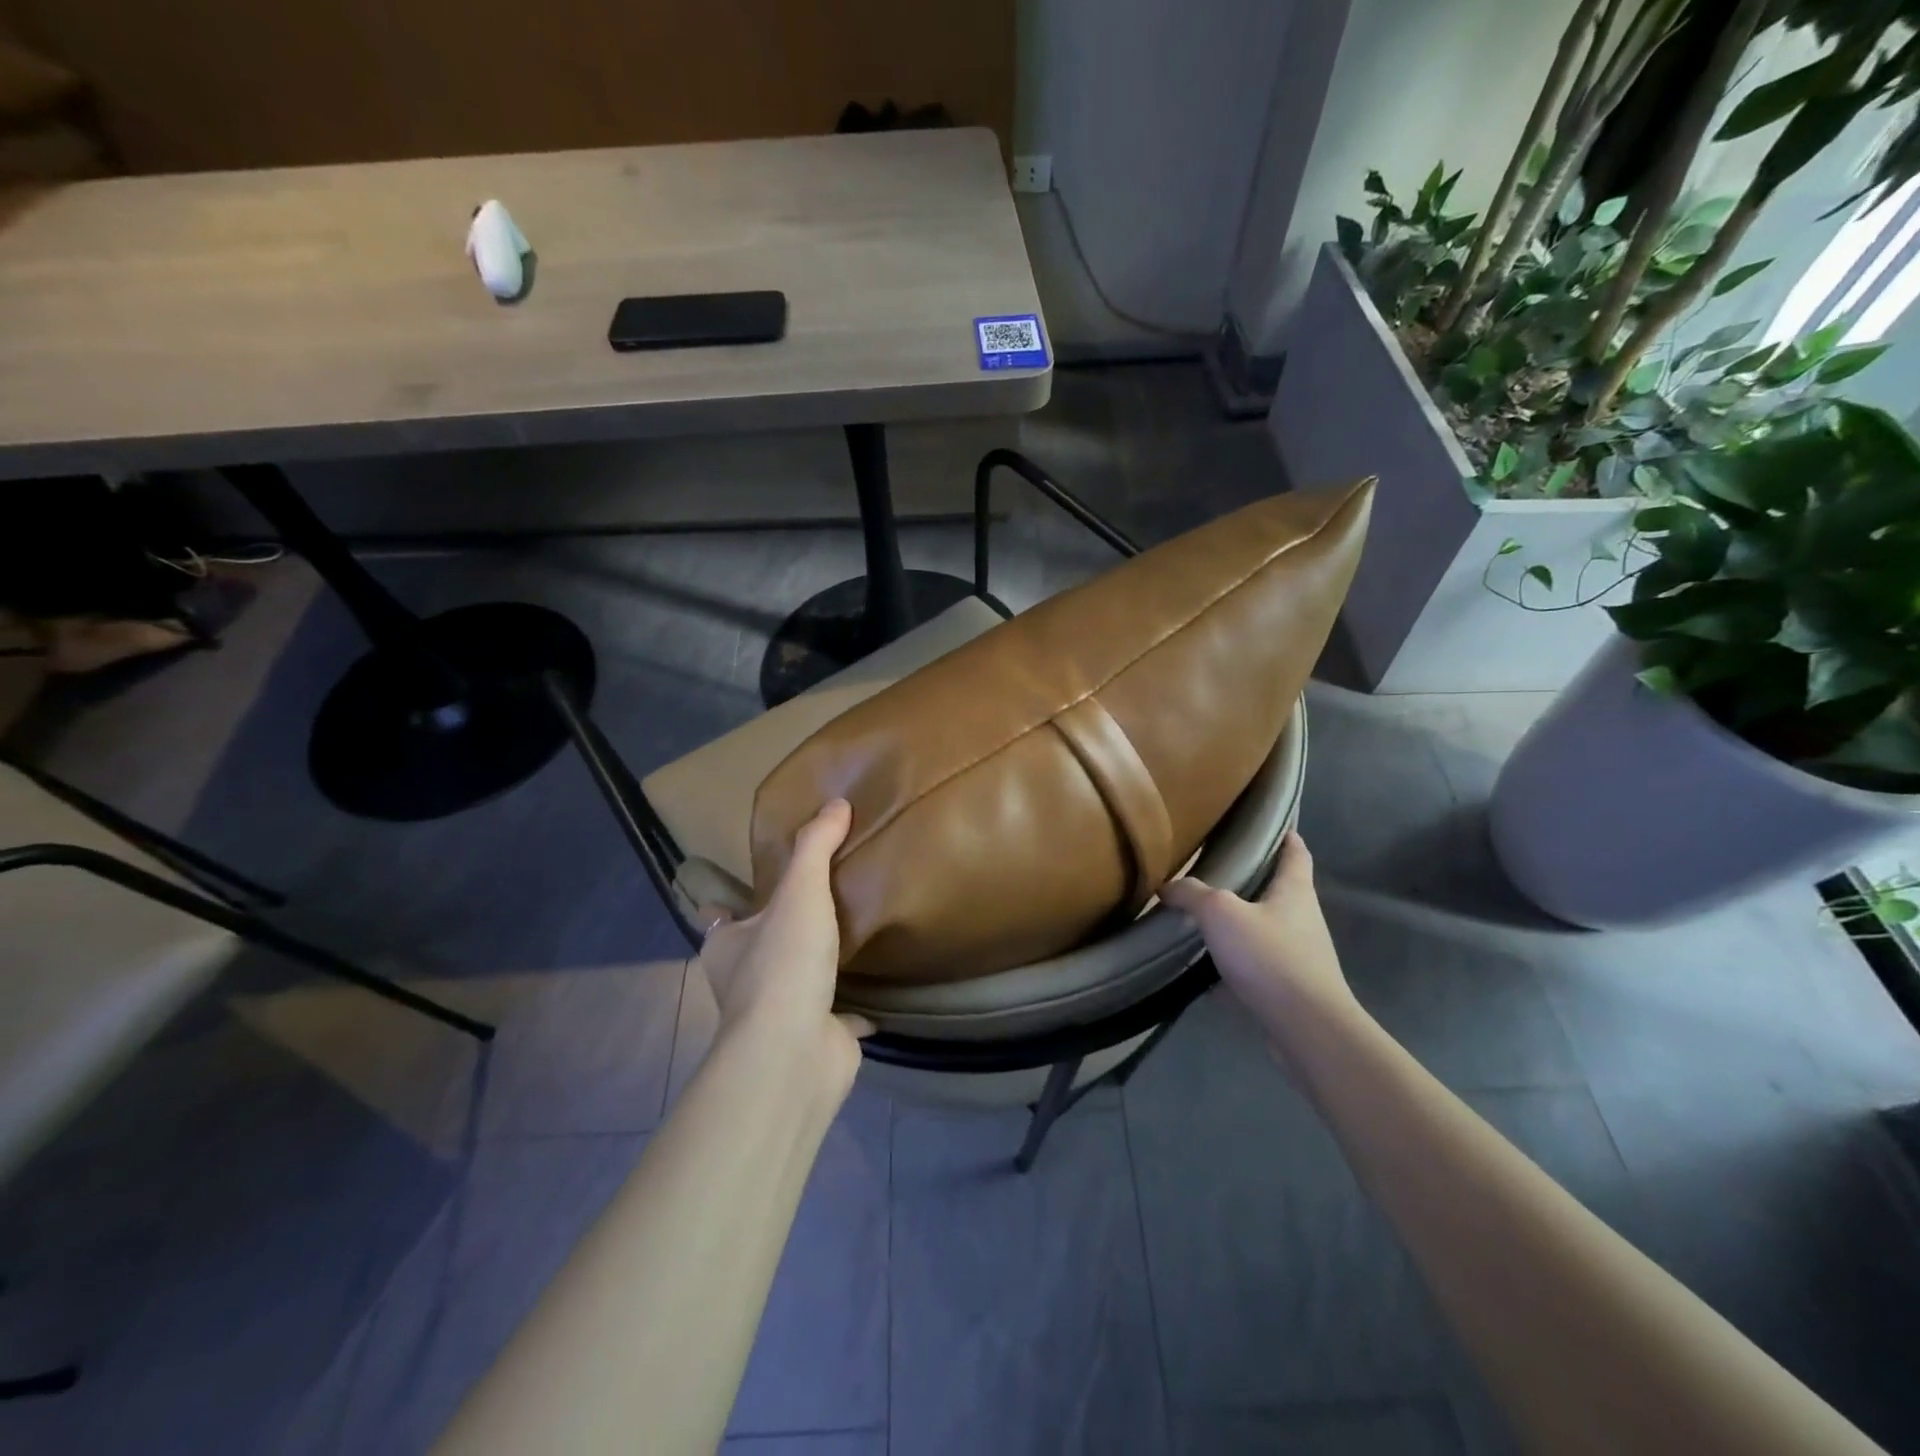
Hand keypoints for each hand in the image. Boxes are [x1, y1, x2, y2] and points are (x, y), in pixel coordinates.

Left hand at [696, 799, 870, 1088]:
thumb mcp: (800, 891)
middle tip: (816, 907)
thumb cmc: (784, 964)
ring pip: (796, 985)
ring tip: (849, 942)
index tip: (756, 889)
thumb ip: (816, 846)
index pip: (721, 918)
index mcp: (727, 946)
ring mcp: (779, 1016)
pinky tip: (876, 1001)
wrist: (795, 1051)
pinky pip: (837, 1020)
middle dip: (780, 935)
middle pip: (759, 951)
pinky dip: (852, 1013)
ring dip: (815, 971)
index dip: (732, 905)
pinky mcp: (815, 1040)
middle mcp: (744, 983)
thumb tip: (837, 804)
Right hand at [1160, 832, 1357, 1041]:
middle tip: (1217, 870)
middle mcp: (1303, 919)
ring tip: (1204, 917)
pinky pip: (1258, 966)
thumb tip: (1167, 885)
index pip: (1296, 852)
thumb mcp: (1221, 914)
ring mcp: (1300, 956)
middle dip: (1254, 880)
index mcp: (1294, 891)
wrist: (1306, 1028)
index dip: (1286, 836)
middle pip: (1280, 890)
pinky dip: (1236, 964)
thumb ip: (1192, 894)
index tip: (1270, 824)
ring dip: (1242, 923)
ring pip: (1267, 929)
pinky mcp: (1290, 988)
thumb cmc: (1270, 956)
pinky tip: (1206, 969)